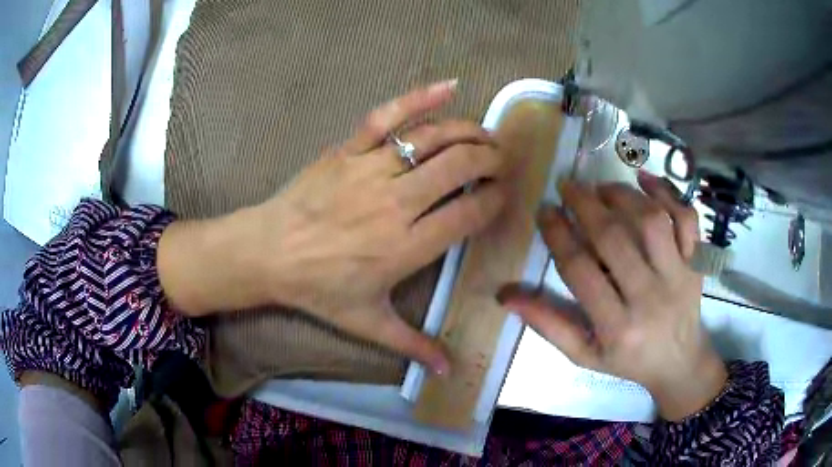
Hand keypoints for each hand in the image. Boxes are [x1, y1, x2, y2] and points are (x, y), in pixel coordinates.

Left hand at [159, 81, 509, 375]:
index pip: (469, 212)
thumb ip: (414, 346)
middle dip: (491, 160)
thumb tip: (450, 372)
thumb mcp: (367, 324)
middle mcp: (397, 202)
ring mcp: (371, 168)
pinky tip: (450, 86)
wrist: (267, 252)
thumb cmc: (318, 289)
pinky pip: (389, 115)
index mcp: (406, 246)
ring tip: (488, 136)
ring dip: (471, 132)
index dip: (495, 200)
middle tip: (502, 163)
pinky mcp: (349, 148)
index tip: (503, 196)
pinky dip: (421, 97)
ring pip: (434, 138)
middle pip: (461, 167)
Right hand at [498, 172, 726, 420]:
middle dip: (585, 205)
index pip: (581, 270)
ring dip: (622, 196)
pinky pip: (687, 219)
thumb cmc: (628, 361)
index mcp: (617, 327)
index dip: (558, 235)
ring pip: (651, 221)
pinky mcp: (696, 262)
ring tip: (601, 188)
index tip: (545, 211)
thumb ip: (548, 325)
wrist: (679, 362)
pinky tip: (645, 178)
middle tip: (566, 186)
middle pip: (615, 239)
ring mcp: (679, 276)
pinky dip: (668, 192)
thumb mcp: (584, 356)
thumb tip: (506, 295)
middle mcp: (650, 298)